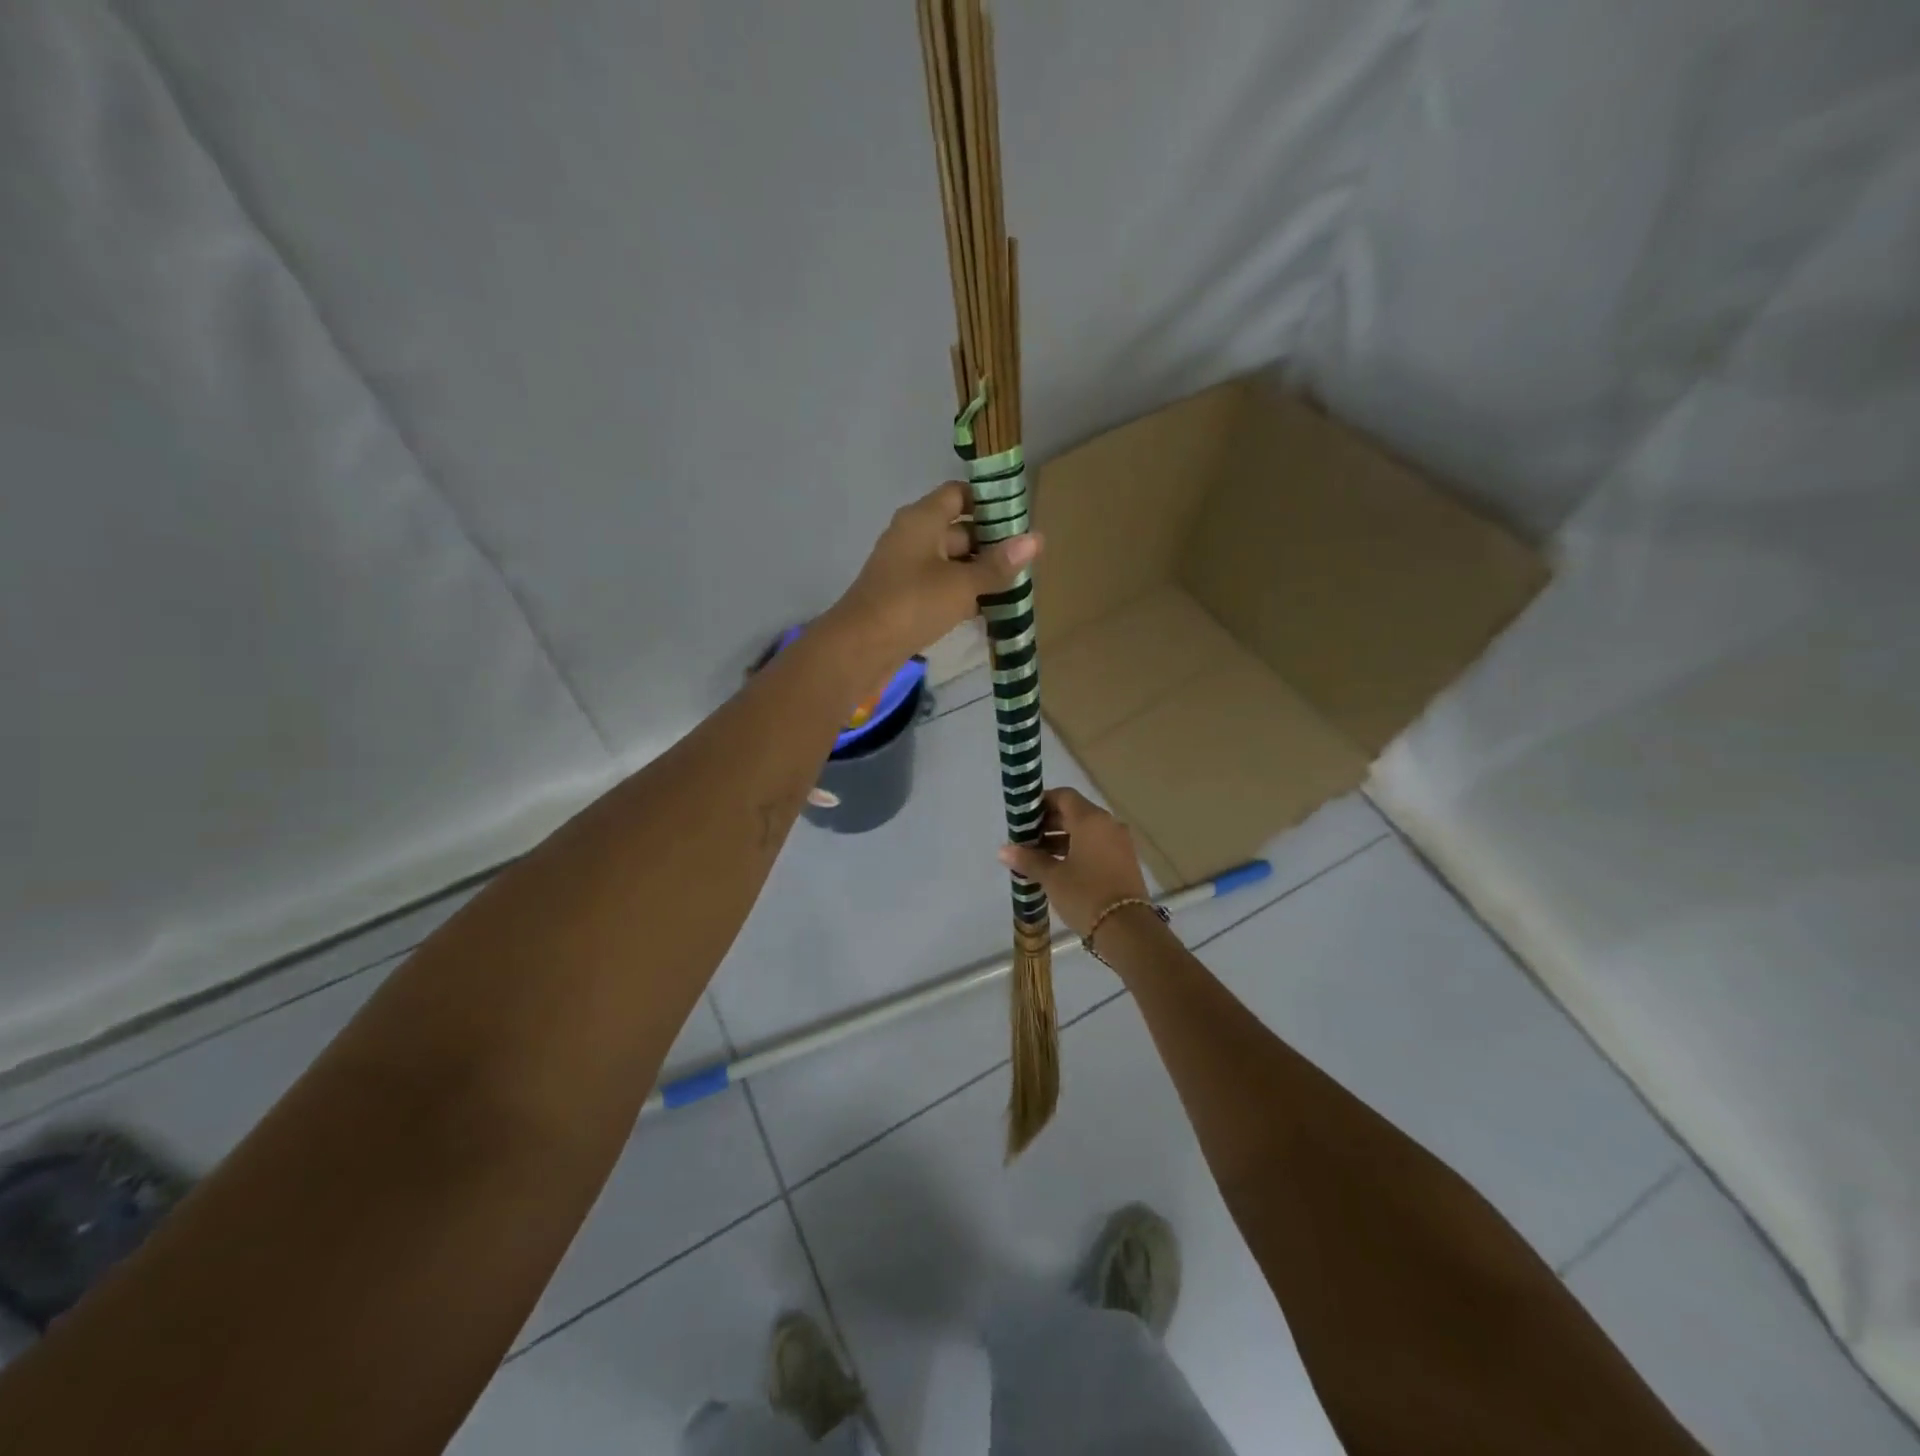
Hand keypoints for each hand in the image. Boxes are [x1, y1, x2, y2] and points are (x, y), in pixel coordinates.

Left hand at [823, 481, 1040, 673]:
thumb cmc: (912, 604)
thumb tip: (1037, 539)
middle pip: (958, 530)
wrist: (859, 649)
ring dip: (979, 574)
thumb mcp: (962, 584)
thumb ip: (999, 564)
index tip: (1019, 521)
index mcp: (921, 519)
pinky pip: (940, 587)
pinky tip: (989, 611)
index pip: (958, 494)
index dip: (988, 503)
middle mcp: (912, 537)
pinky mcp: (904, 598)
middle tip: (1027, 562)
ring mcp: (906, 569)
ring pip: (950, 562)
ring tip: (1016, 588)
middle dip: (991, 545)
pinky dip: (962, 595)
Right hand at [998, 788, 1150, 938]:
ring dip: (1061, 838)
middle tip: (1026, 839)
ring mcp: (1119, 843)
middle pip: (1075, 813)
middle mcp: (1108, 824)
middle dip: (1049, 823)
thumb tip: (1003, 850)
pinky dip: (1077, 850)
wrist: (1128, 930)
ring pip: (1086, 831)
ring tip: (1037, 857)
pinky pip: (1097, 845)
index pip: (1064, 796)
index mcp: (1091, 820)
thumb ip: (1028, 860)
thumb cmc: (1085, 895)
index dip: (1042, 803)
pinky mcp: (1124, 861)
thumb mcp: (1052, 877)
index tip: (1023, 818)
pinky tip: (1059, 868)